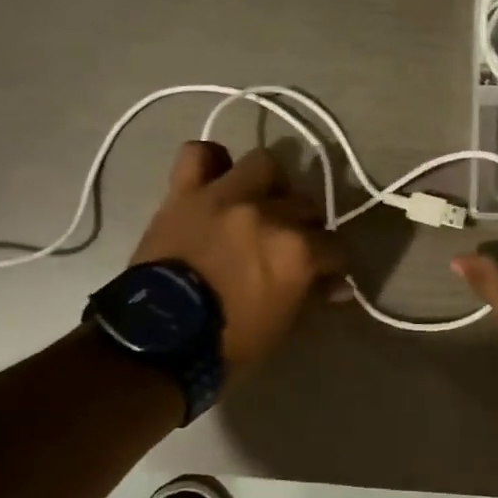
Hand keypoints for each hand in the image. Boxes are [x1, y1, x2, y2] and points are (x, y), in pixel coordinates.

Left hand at [129, 142, 342, 372]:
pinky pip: (198, 154)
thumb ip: (312, 296)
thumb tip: (339, 285)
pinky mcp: (185, 192)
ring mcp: (225, 196)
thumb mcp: (281, 325)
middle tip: (290, 244)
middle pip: (305, 205)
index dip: (333, 262)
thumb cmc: (227, 342)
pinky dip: (210, 162)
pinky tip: (216, 180)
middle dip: (304, 226)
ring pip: (264, 164)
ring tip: (261, 203)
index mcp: (297, 250)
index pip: (336, 246)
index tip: (327, 272)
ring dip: (269, 184)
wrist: (158, 340)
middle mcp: (268, 213)